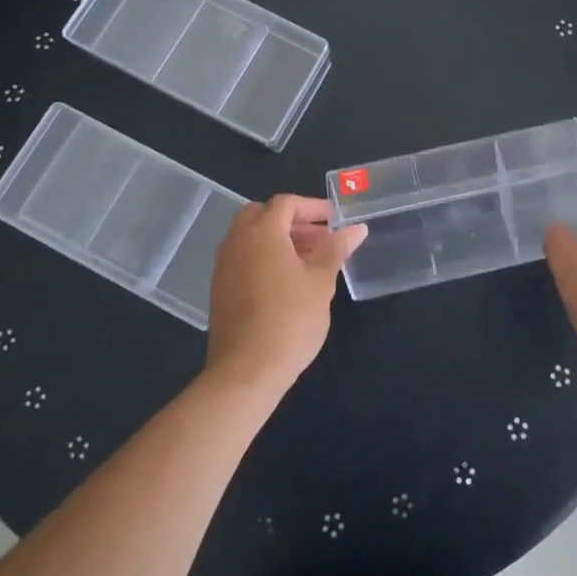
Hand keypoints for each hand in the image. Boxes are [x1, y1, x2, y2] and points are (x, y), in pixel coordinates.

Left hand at [204, 195, 365, 396]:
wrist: (246, 372)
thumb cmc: (289, 320)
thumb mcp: (321, 282)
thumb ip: (336, 249)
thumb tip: (356, 229)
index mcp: (261, 232)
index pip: (286, 203)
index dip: (313, 207)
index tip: (335, 220)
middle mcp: (236, 241)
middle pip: (262, 215)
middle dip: (293, 221)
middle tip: (321, 238)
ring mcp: (224, 266)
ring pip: (251, 237)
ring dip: (279, 240)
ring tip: (310, 261)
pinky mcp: (220, 289)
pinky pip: (243, 258)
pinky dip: (265, 257)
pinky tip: (288, 282)